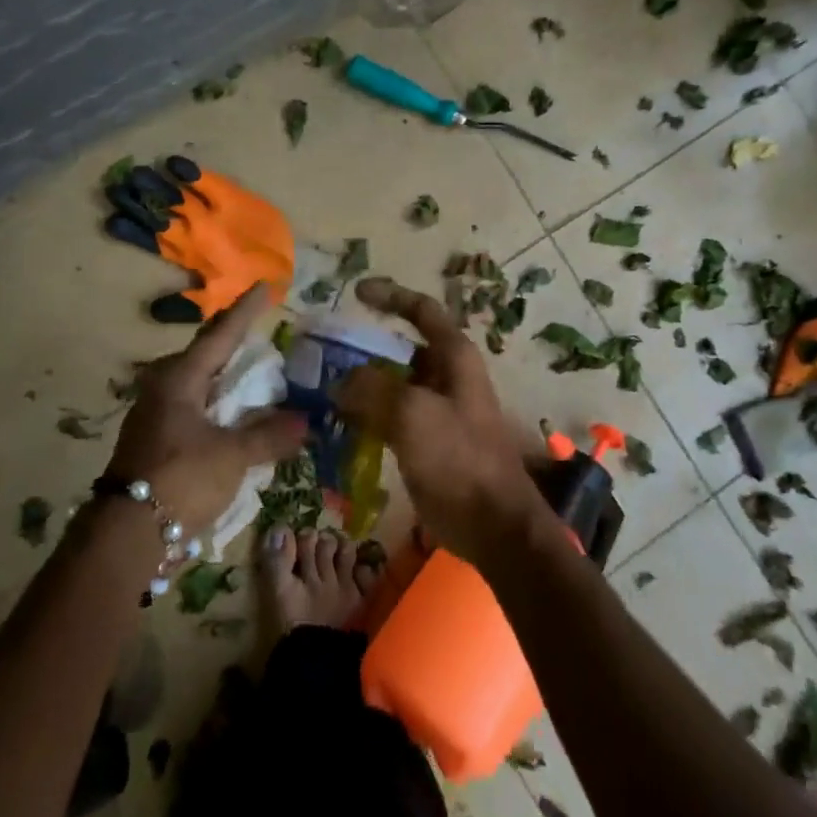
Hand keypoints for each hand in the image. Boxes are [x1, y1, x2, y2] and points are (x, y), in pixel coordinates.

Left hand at [106, 286, 305, 533]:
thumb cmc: (180, 480)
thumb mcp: (232, 456)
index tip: (265, 286)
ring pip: (198, 381)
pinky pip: (195, 406)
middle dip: (232, 340)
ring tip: (253, 369)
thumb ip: (268, 436)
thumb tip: (304, 422)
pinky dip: (219, 403)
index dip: (246, 311)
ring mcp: (157, 413)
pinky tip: (234, 413)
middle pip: (205, 353)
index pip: (221, 334)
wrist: (126, 535)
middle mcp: (165, 387)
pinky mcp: (157, 438)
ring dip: (225, 375)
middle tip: (259, 327)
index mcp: (180, 379)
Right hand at [336, 277, 546, 562]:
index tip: (356, 292)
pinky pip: (392, 417)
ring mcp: (438, 410)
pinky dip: (368, 416)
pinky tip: (340, 425)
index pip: (421, 311)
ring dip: (362, 385)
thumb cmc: (459, 459)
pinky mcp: (429, 441)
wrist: (493, 523)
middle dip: (365, 349)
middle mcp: (448, 376)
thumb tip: (340, 381)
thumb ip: (372, 388)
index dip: (391, 295)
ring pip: (394, 385)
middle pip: (402, 349)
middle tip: (324, 354)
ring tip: (322, 389)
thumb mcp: (412, 415)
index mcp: (454, 357)